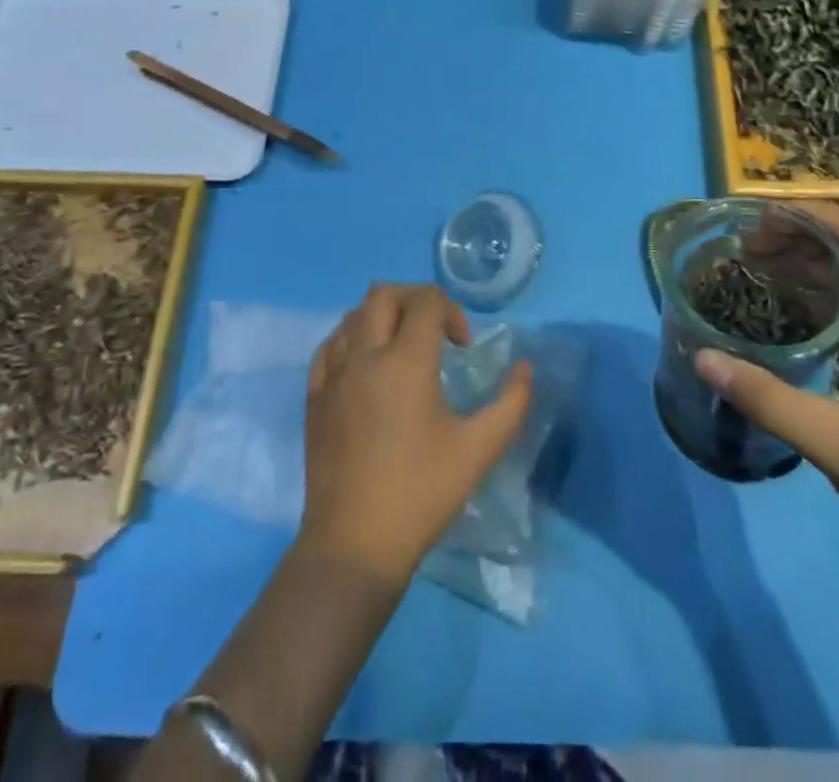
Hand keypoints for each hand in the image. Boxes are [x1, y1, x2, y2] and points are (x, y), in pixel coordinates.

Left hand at [300, 284, 532, 585]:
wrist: (354, 544)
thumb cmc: (421, 494)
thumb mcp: (479, 450)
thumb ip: (511, 403)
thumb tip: (525, 368)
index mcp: (406, 361)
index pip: (426, 301)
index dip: (451, 312)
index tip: (461, 347)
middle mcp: (365, 355)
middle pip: (384, 294)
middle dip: (414, 300)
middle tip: (433, 331)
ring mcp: (333, 374)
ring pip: (353, 315)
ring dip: (381, 317)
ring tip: (400, 347)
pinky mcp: (313, 397)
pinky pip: (329, 345)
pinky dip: (350, 339)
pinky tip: (364, 365)